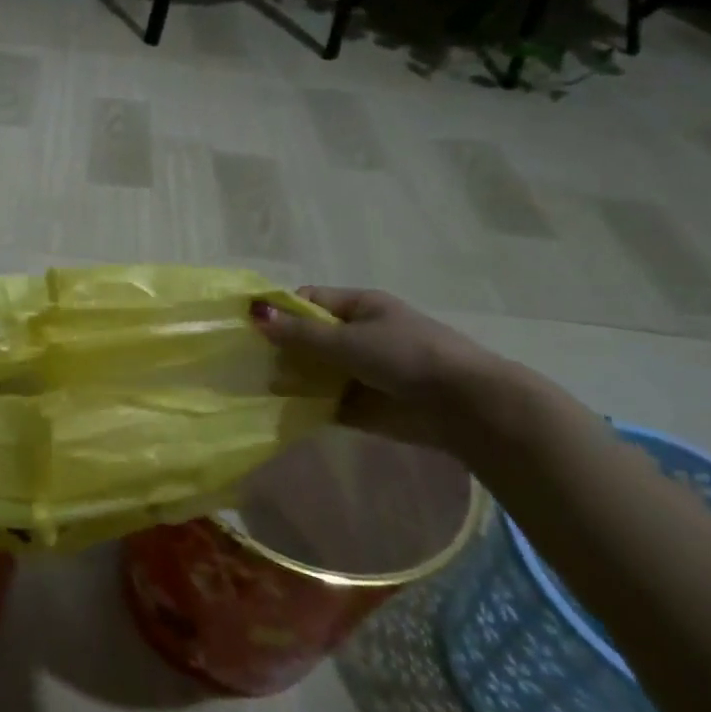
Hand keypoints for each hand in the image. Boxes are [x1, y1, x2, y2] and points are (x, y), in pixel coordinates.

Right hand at [250, 287, 513, 454]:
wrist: (464, 408)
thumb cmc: (407, 356)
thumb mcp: (348, 340)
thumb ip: (300, 333)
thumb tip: (254, 314)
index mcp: (359, 307)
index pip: (309, 301)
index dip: (281, 311)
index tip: (252, 328)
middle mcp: (358, 336)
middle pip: (308, 337)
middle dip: (281, 348)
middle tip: (246, 360)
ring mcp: (360, 372)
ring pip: (313, 370)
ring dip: (290, 378)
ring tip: (255, 385)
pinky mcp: (362, 406)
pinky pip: (324, 401)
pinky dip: (305, 405)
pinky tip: (278, 409)